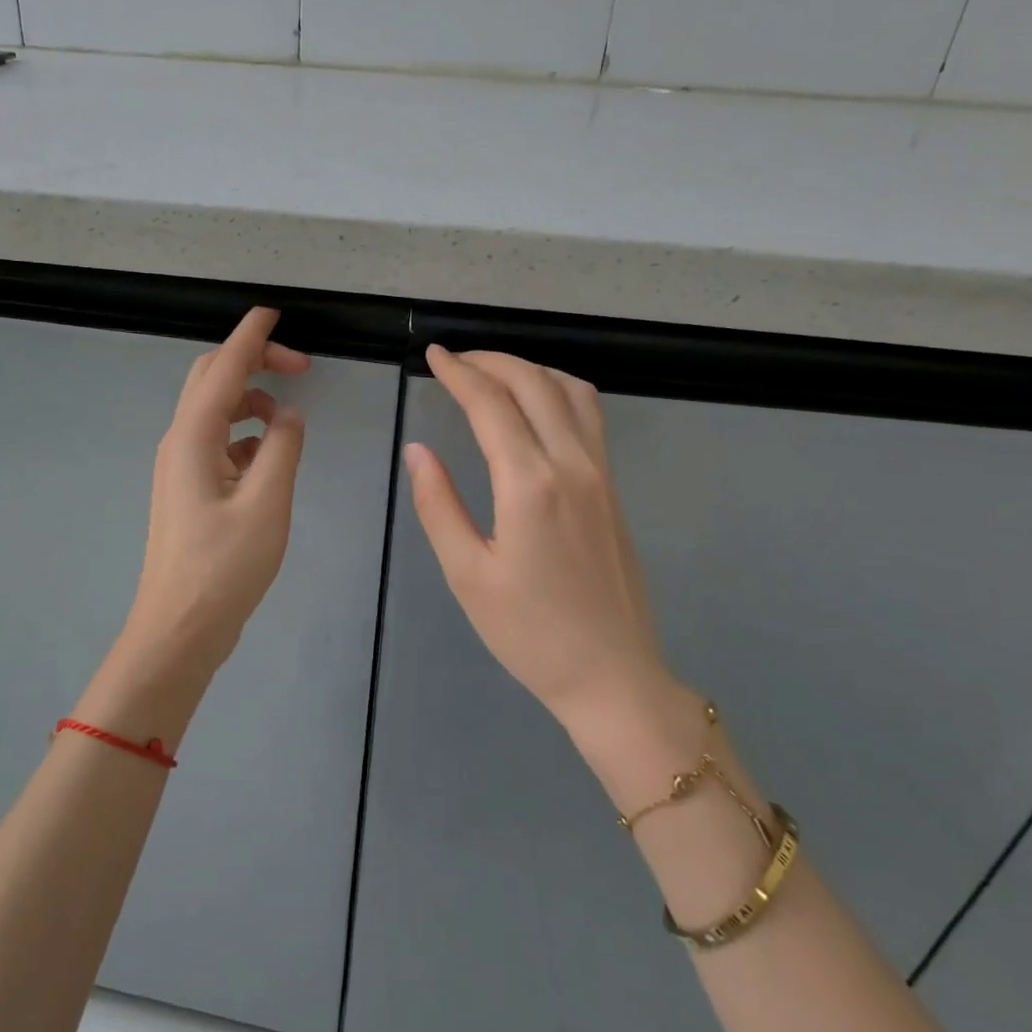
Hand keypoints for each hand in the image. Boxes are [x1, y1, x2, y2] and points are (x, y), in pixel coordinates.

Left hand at [117, 307, 308, 682]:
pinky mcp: (189, 489)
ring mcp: (181, 467)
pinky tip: (269, 457)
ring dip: (251, 400)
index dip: (250, 336)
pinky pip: (218, 442)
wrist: (178, 629)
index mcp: (194, 438)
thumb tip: (287, 416)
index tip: (273, 311)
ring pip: (215, 411)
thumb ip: (282, 448)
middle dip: (253, 362)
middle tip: (300, 367)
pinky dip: (246, 434)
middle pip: (211, 380)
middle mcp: (180, 442)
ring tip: (290, 418)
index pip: (223, 367)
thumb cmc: (223, 568)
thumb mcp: (267, 503)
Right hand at [404, 346, 688, 744]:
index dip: (458, 373)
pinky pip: (589, 416)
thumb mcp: (467, 574)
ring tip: (492, 373)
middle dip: (491, 360)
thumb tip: (418, 451)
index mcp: (529, 485)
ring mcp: (601, 473)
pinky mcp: (614, 487)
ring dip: (529, 369)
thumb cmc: (530, 633)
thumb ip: (438, 505)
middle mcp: (571, 465)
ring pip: (570, 391)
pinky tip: (536, 404)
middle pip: (533, 383)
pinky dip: (558, 390)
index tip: (433, 356)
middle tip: (454, 360)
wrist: (612, 675)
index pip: (491, 405)